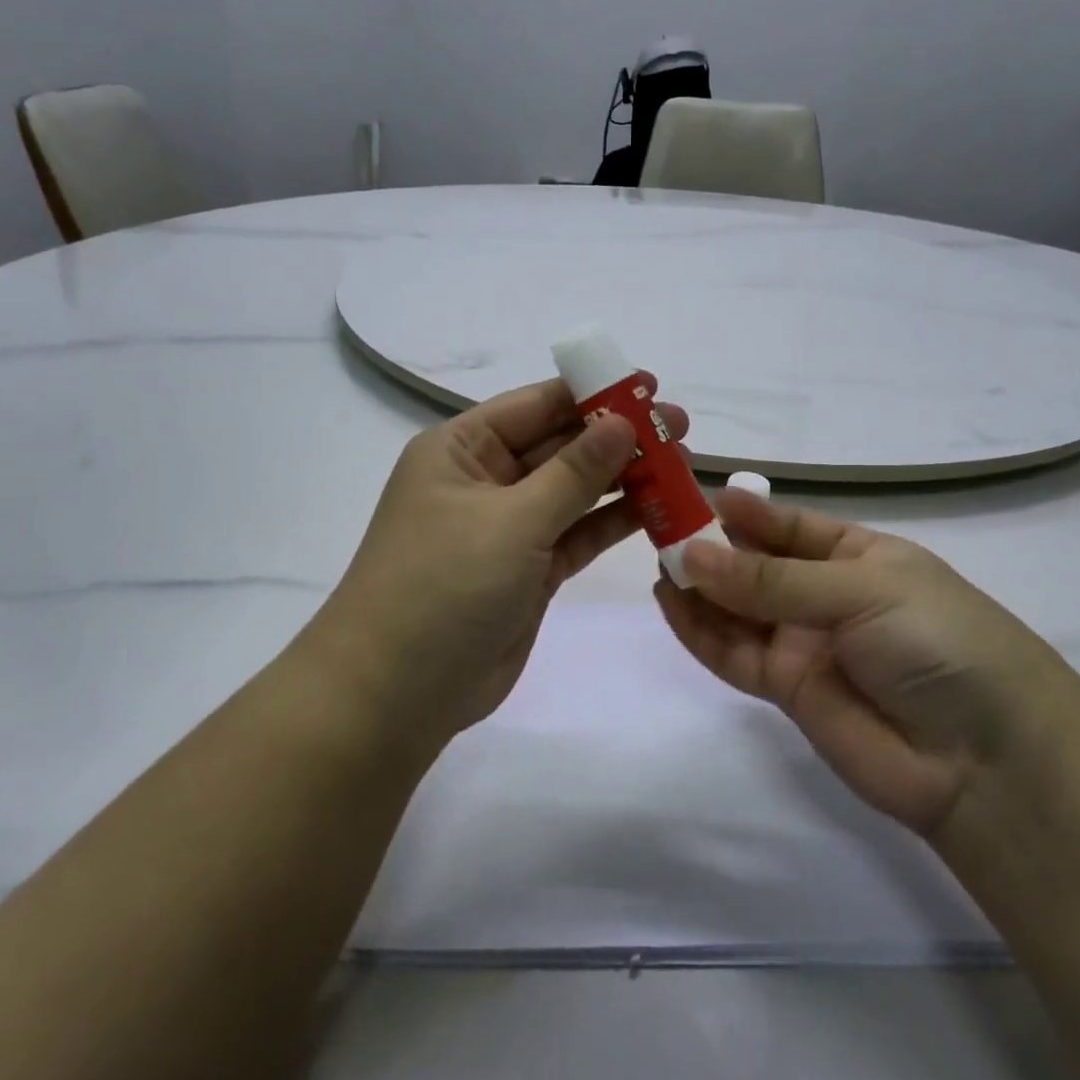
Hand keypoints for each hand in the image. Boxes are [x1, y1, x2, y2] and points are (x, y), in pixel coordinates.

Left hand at [307, 377, 688, 747]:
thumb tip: (623, 423)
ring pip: (574, 491)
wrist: (398, 692)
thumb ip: (573, 472)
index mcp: (461, 449)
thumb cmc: (444, 585)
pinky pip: (578, 534)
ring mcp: (508, 528)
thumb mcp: (511, 519)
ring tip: (682, 465)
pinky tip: (659, 509)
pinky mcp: (529, 571)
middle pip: (560, 446)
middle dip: (617, 437)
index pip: (535, 405)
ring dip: (623, 479)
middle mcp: (484, 480)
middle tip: (679, 429)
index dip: (592, 393)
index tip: (650, 387)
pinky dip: (614, 523)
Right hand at [655, 490, 1075, 836]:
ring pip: (738, 608)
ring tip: (655, 562)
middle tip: (658, 526)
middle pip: (756, 565)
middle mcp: (827, 596)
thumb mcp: (861, 591)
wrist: (987, 763)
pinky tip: (668, 603)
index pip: (790, 525)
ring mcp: (805, 643)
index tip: (694, 495)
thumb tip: (690, 555)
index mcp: (860, 556)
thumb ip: (771, 580)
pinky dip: (699, 630)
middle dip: (711, 546)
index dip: (745, 512)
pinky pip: (733, 653)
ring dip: (698, 586)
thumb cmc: (938, 643)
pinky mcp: (786, 689)